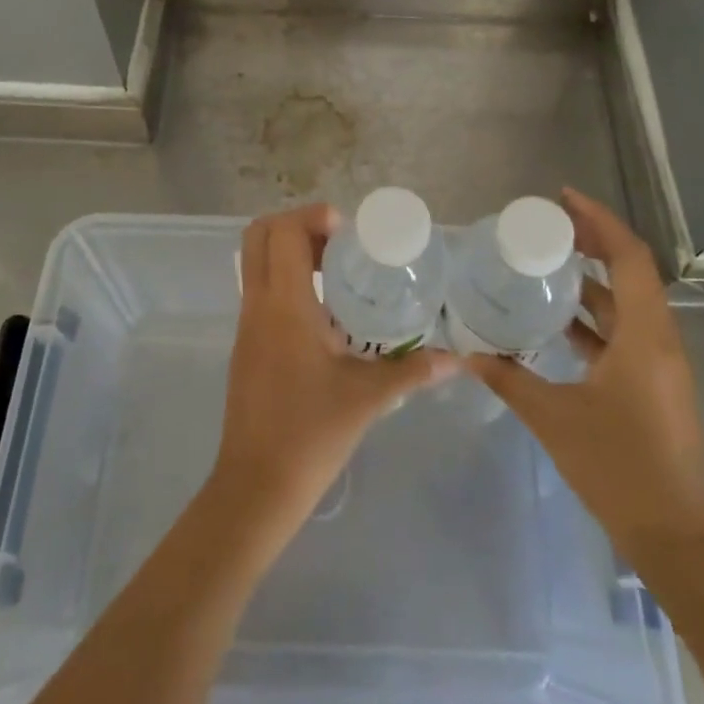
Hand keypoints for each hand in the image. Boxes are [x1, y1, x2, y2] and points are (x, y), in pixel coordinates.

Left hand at [211, 203, 456, 537]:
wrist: (256, 487)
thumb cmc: (310, 434)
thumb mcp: (367, 398)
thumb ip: (412, 371)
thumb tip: (456, 359)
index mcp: (283, 305)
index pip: (282, 231)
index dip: (312, 216)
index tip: (349, 233)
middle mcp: (258, 304)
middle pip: (259, 234)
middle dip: (298, 226)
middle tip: (340, 244)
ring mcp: (247, 324)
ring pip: (257, 262)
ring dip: (291, 252)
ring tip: (337, 272)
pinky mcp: (247, 344)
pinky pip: (261, 290)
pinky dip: (287, 280)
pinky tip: (325, 312)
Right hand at [467, 188, 703, 558]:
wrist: (679, 539)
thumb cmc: (620, 469)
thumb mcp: (555, 419)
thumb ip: (509, 380)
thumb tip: (467, 352)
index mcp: (645, 334)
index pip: (628, 256)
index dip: (599, 220)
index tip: (563, 199)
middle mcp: (659, 338)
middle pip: (630, 270)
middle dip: (593, 241)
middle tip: (549, 226)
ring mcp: (660, 363)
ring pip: (628, 302)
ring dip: (593, 279)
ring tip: (549, 263)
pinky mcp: (654, 385)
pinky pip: (625, 331)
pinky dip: (595, 316)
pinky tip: (560, 322)